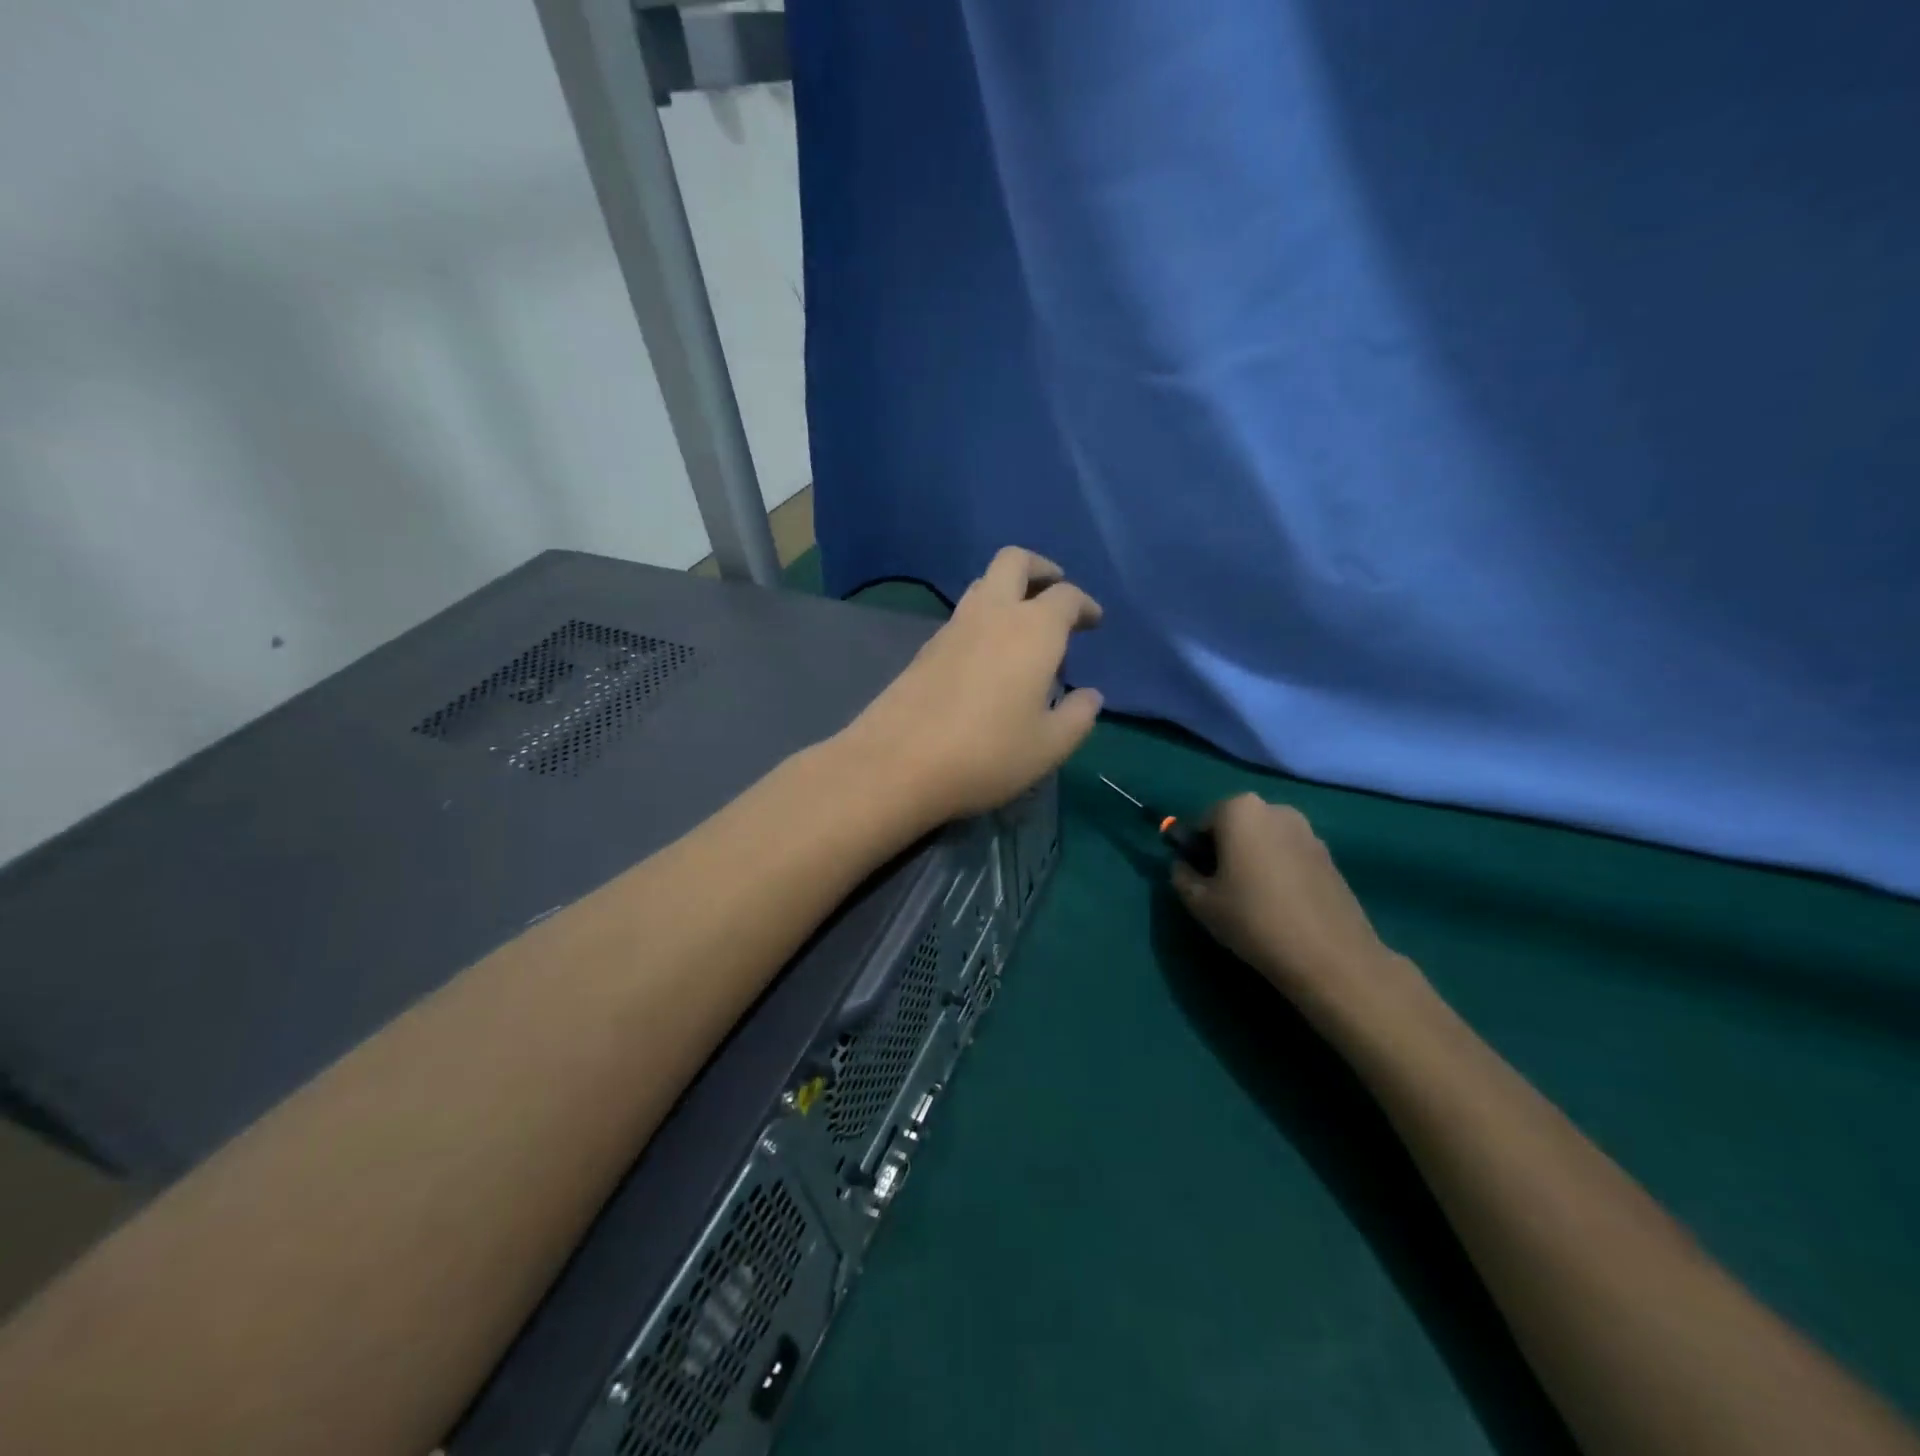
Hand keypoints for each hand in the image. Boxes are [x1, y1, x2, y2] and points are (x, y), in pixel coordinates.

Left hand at [843, 547, 1104, 823]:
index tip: (1093, 621)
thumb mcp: (1048, 746)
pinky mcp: (925, 649)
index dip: (1085, 605)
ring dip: (1007, 592)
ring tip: (1022, 628)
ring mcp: (952, 628)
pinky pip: (962, 617)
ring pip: (982, 585)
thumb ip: (1077, 717)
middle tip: (1054, 591)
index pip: (1066, 597)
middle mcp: (992, 614)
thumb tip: (1089, 696)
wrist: (898, 762)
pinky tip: (987, 657)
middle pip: (1014, 562)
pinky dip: (982, 620)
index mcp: (1033, 630)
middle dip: (1040, 569)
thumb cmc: (987, 753)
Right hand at [1171, 794, 1422, 1022]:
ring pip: (1265, 841)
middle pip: (1237, 826)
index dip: (1195, 851)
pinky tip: (1282, 906)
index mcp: (1240, 810)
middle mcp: (1275, 809)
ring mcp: (1308, 831)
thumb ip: (1181, 875)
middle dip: (1226, 851)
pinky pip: (1290, 856)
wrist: (1329, 956)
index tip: (1200, 881)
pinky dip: (1280, 872)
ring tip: (1255, 901)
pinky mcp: (1330, 856)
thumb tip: (1185, 865)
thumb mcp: (1199, 902)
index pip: (1203, 822)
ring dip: (1254, 860)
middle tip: (1223, 890)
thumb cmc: (1253, 919)